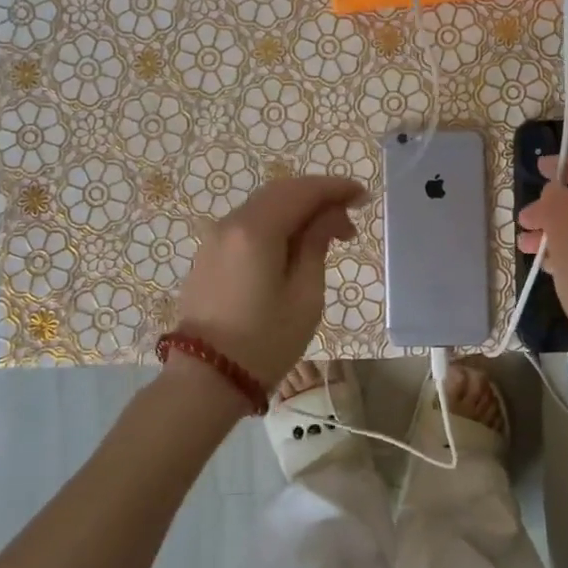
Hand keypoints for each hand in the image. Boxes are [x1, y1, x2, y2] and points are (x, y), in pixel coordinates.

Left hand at [177, 175, 364, 387]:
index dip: (336, 188)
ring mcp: (214, 238)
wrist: (204, 379)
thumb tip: (329, 216)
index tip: (363, 197)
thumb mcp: (305, 295)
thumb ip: (316, 245)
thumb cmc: (264, 342)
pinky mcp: (208, 254)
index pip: (302, 191)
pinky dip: (276, 224)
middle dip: (318, 198)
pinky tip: (294, 246)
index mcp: (256, 230)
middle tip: (349, 220)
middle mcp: (230, 223)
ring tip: (327, 236)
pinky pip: (248, 224)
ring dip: (297, 211)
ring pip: (263, 206)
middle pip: (281, 192)